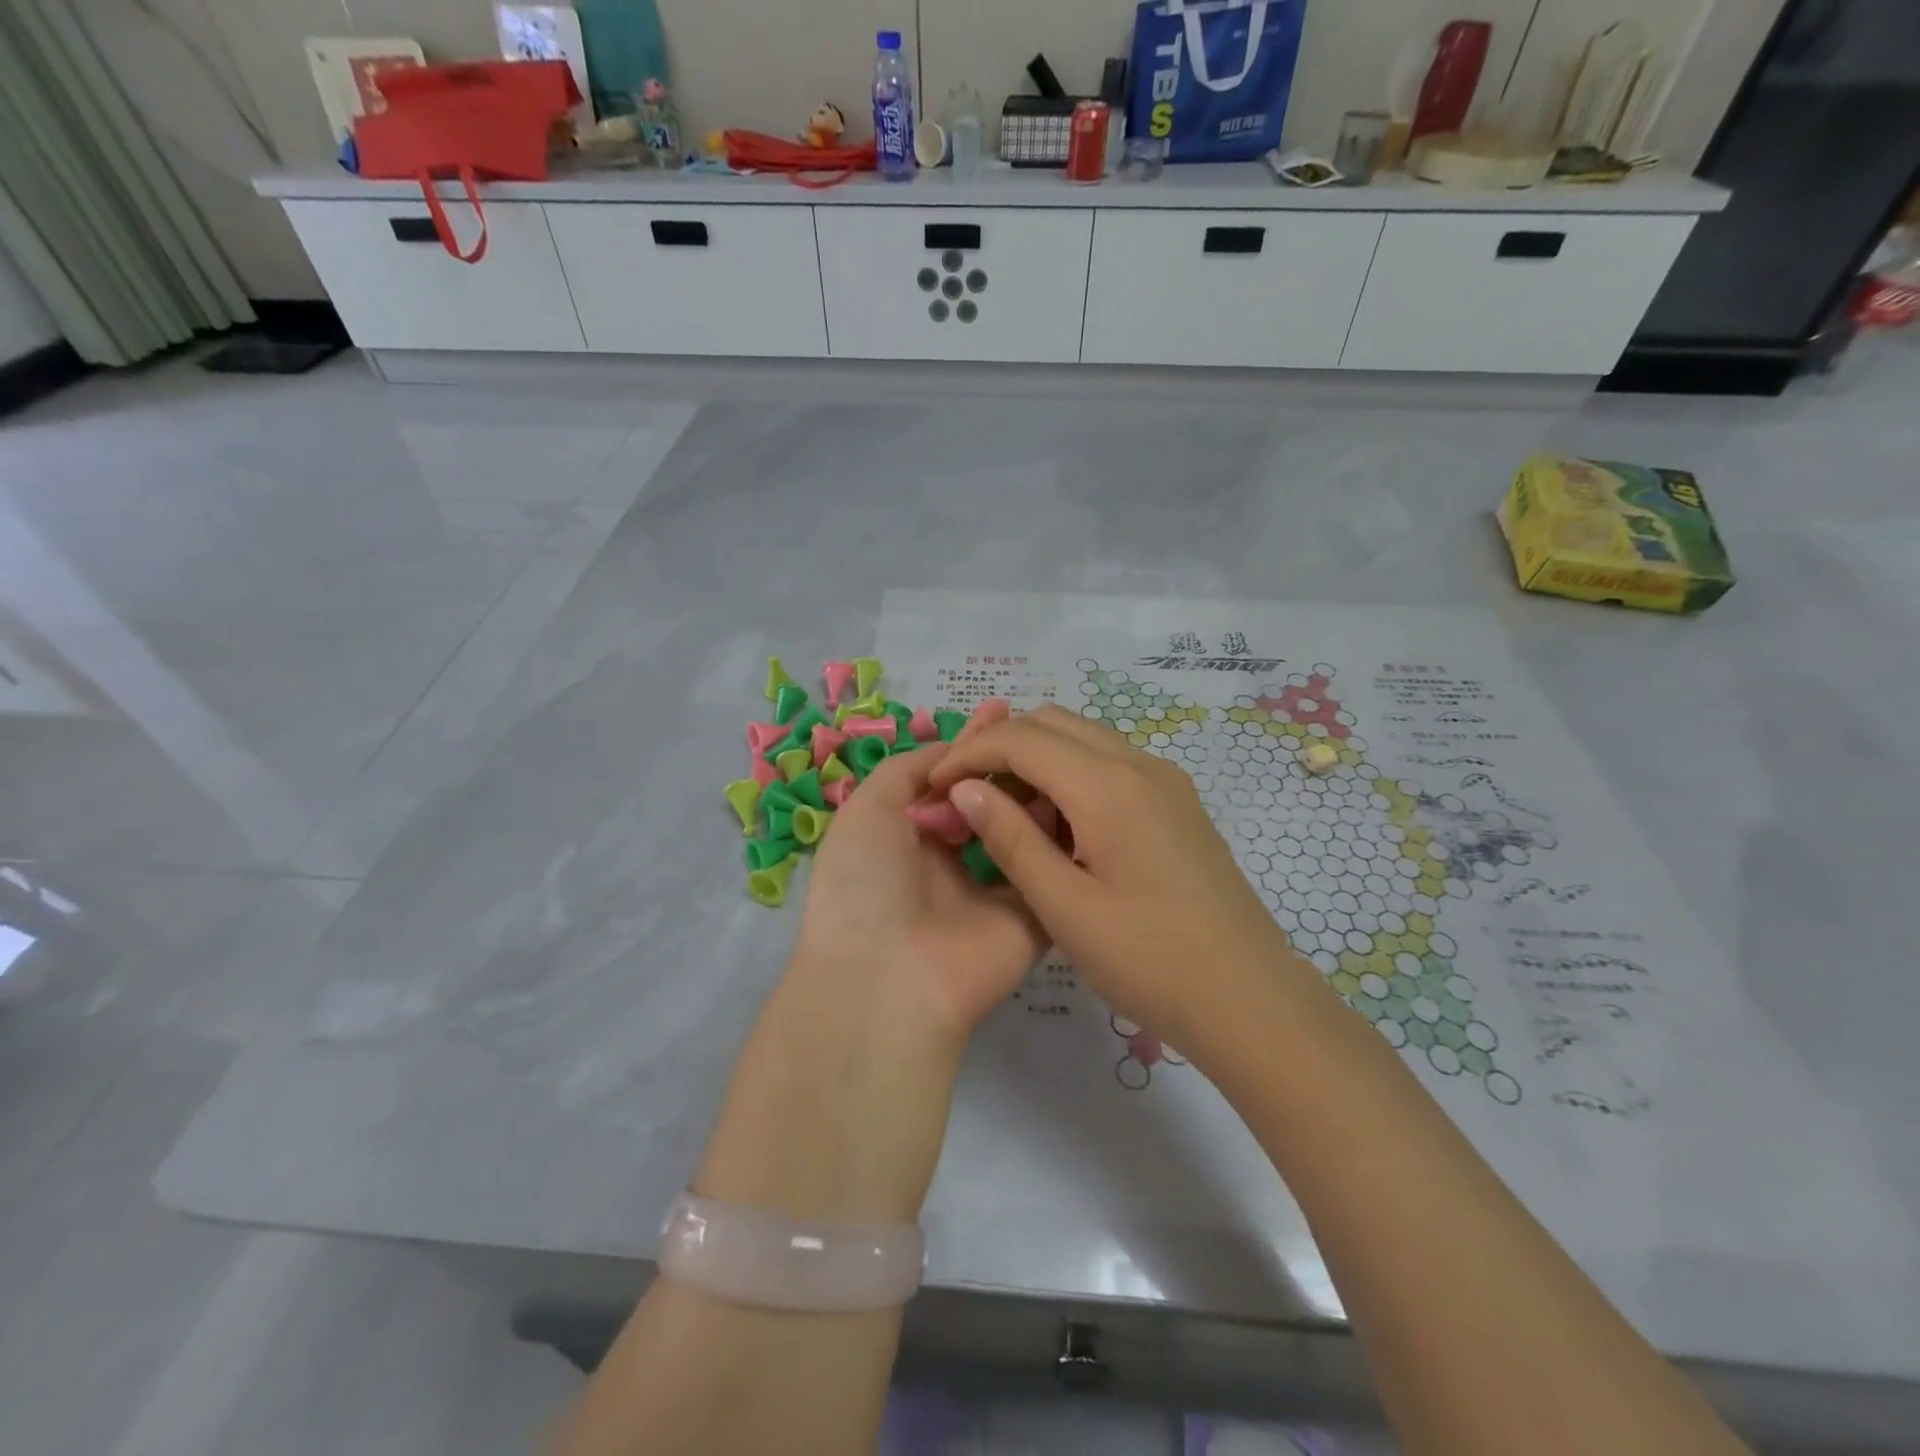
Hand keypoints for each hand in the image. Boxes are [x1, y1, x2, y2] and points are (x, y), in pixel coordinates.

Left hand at [793, 701, 1046, 1049]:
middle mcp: (952, 861)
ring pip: (1024, 831)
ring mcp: (993, 890)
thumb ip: (906, 770)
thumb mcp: (867, 810)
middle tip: (1043, 726)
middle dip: (1011, 764)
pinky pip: (1051, 871)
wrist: (888, 978)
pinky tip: (1087, 795)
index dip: (970, 744)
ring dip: (1041, 793)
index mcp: (908, 837)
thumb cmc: (865, 883)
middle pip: (989, 801)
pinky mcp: (1030, 919)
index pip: (947, 780)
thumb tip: (947, 747)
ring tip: (1065, 750)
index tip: (1001, 709)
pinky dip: (1065, 839)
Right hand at [926, 705, 1310, 1050]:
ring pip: (1082, 739)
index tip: (935, 787)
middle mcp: (1138, 764)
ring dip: (1036, 759)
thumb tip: (965, 789)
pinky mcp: (1176, 801)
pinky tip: (1058, 827)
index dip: (969, 754)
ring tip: (1006, 814)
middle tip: (967, 797)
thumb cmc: (1150, 960)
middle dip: (1000, 747)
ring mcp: (1164, 780)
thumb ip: (1010, 839)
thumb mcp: (1065, 907)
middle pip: (1052, 722)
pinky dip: (1070, 774)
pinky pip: (1110, 763)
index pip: (1020, 738)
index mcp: (1107, 785)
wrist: (1250, 999)